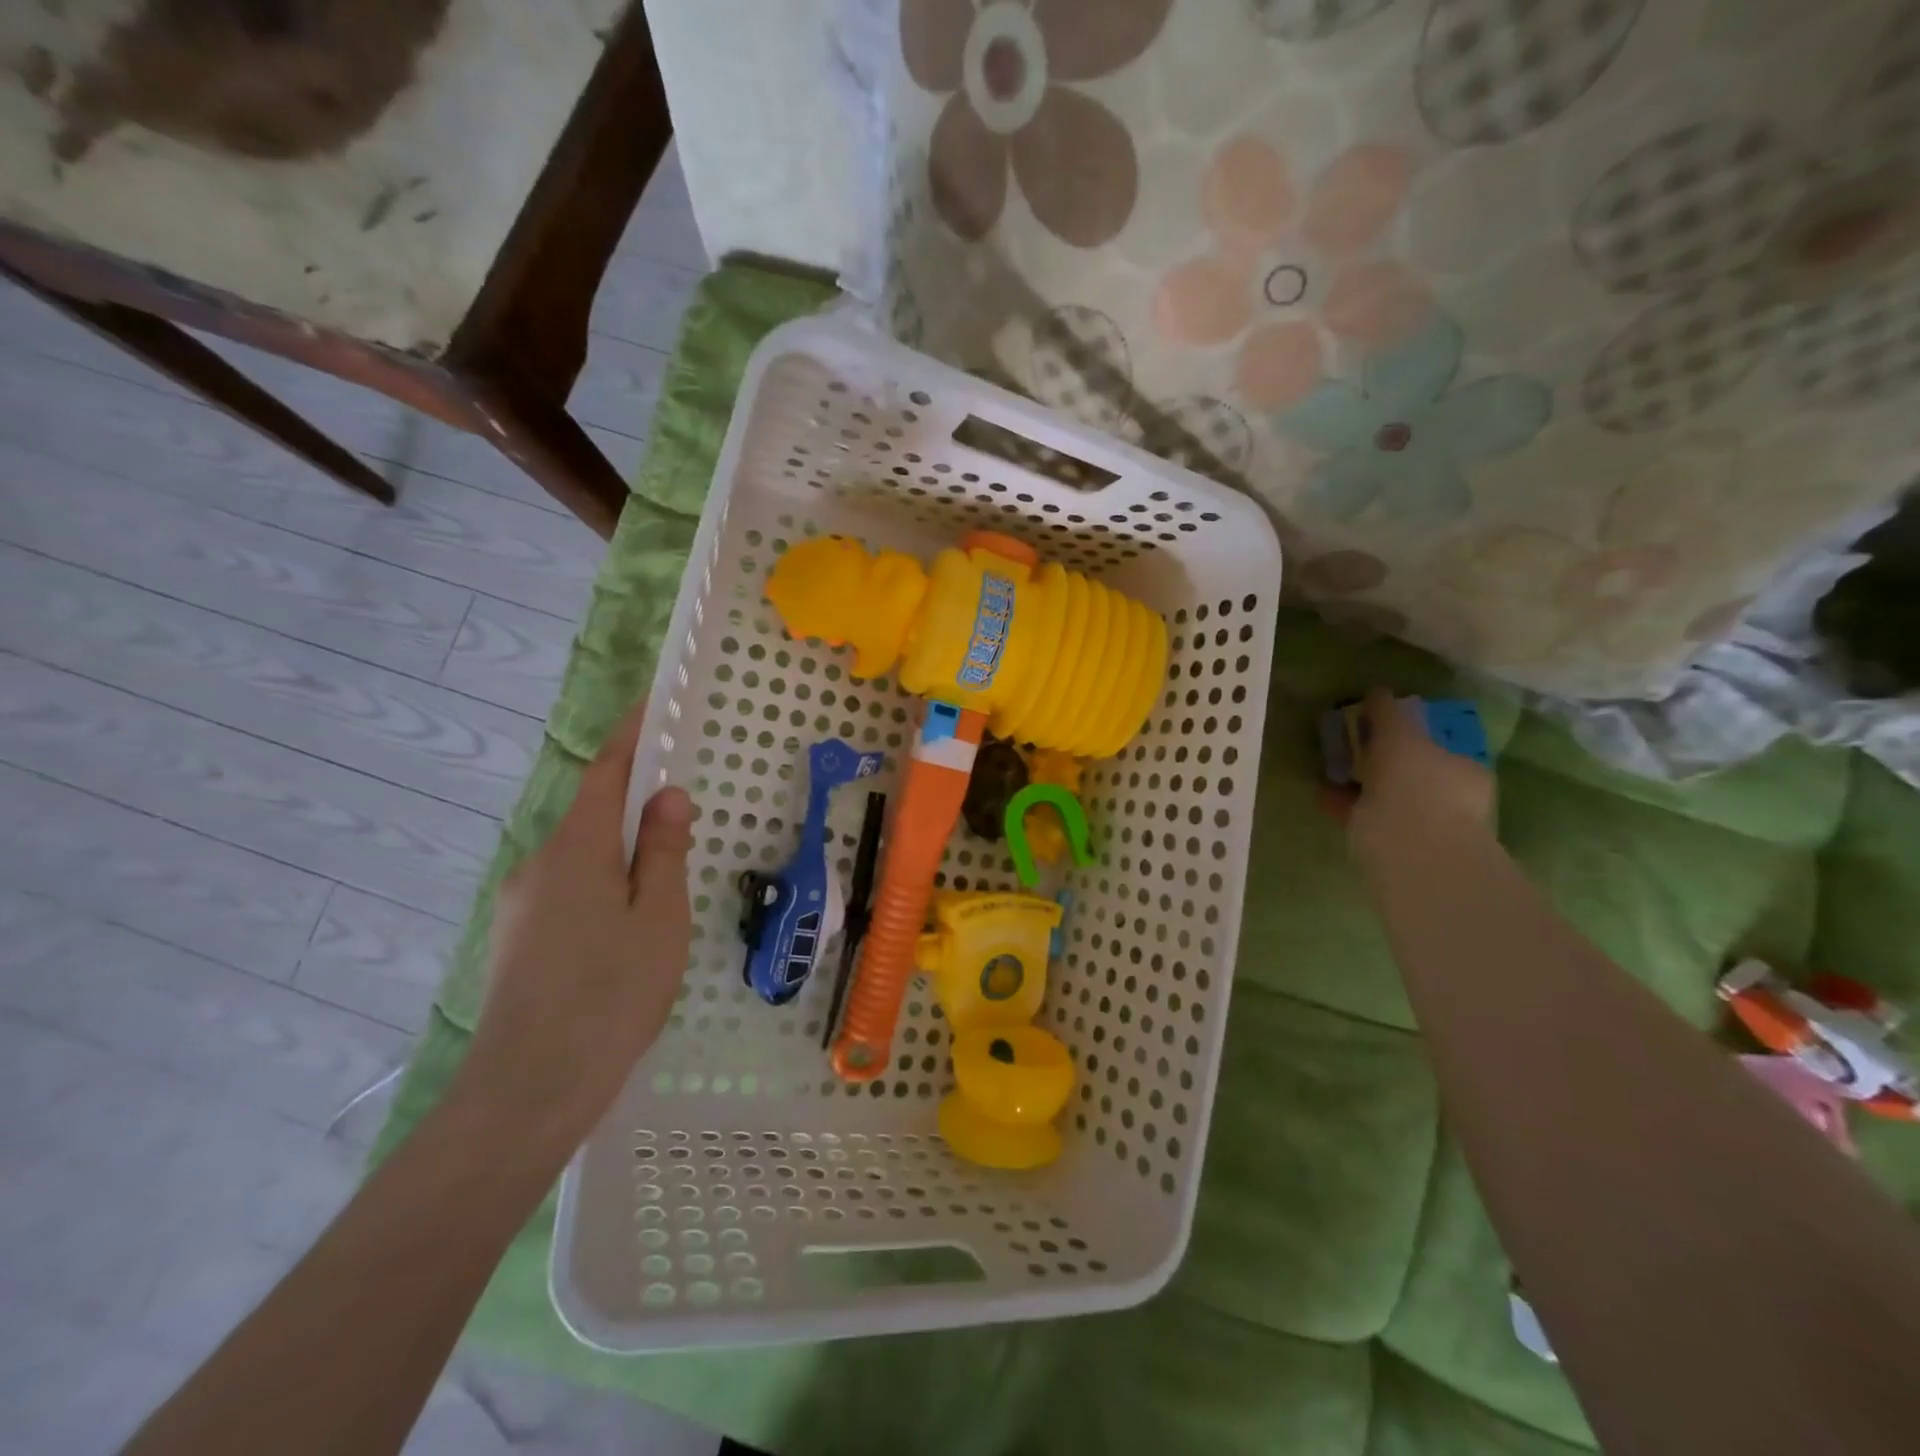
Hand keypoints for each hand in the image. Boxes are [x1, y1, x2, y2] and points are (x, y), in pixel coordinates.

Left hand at [458, 700, 693, 1150]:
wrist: (528, 1089)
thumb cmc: (611, 993)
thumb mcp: (658, 917)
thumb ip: (662, 850)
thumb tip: (665, 795)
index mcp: (576, 848)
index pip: (604, 771)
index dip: (630, 735)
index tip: (651, 704)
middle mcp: (538, 864)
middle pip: (591, 814)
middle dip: (633, 805)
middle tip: (682, 821)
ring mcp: (519, 903)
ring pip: (580, 858)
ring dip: (620, 854)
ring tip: (661, 892)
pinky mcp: (514, 939)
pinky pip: (566, 890)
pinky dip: (601, 886)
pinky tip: (624, 932)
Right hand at [1331, 689, 1495, 860]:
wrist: (1409, 848)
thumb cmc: (1415, 782)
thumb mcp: (1400, 735)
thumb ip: (1388, 712)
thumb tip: (1377, 692)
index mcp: (1464, 771)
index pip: (1438, 747)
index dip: (1410, 736)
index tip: (1379, 729)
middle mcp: (1450, 799)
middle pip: (1411, 772)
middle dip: (1382, 761)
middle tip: (1351, 748)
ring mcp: (1423, 826)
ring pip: (1386, 795)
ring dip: (1360, 783)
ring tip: (1330, 770)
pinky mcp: (1391, 845)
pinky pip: (1363, 816)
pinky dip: (1343, 804)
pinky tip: (1322, 793)